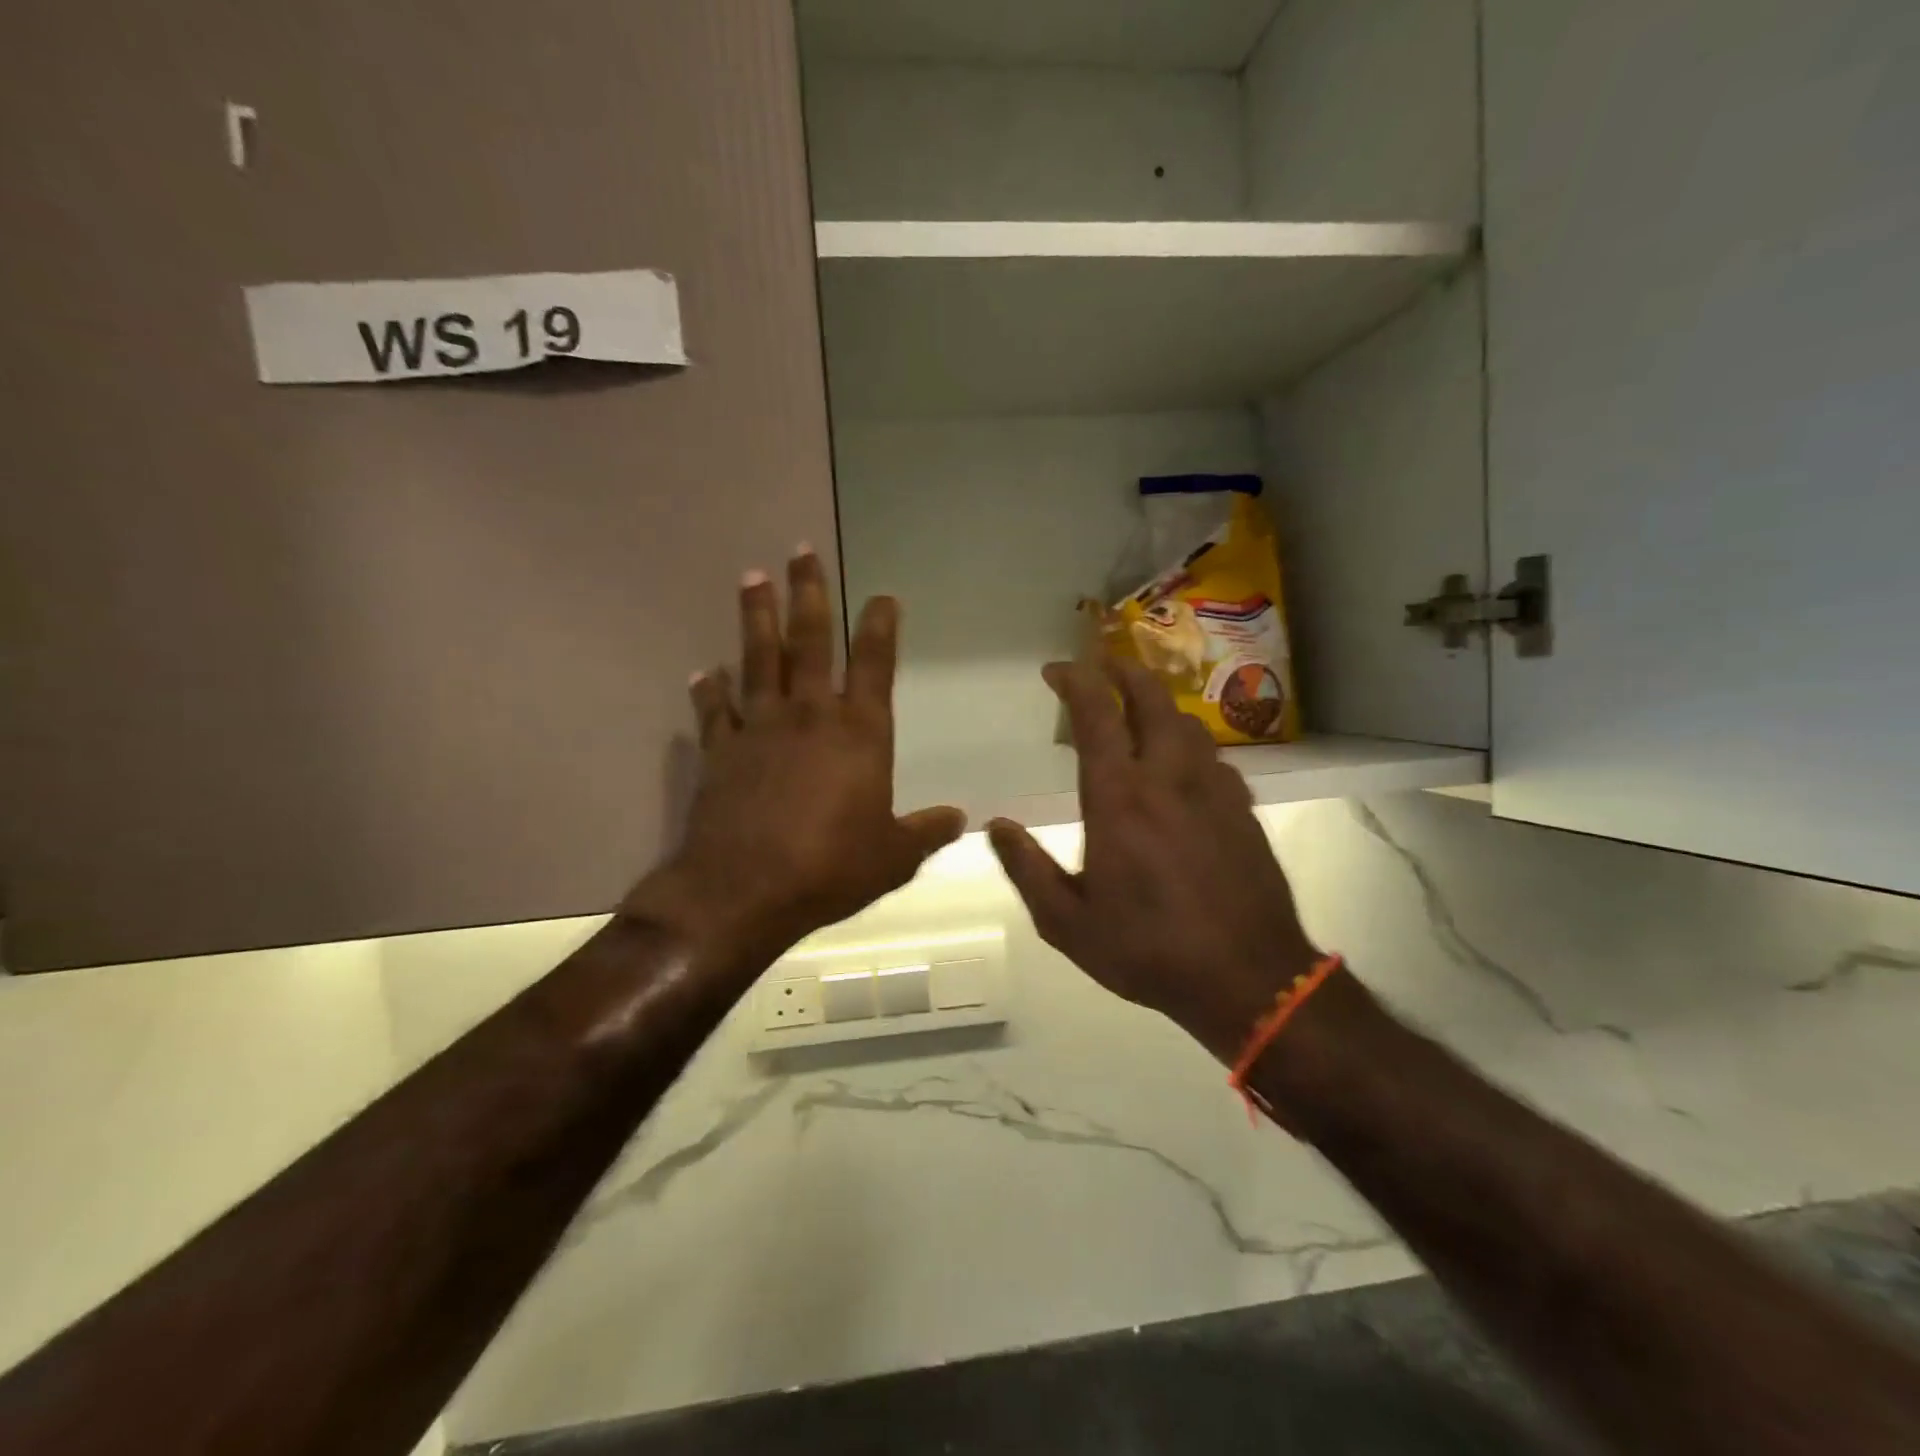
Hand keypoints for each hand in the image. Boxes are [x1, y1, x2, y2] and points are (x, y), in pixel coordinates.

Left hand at [625, 549, 964, 975]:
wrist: (744, 890)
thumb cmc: (830, 868)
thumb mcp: (893, 857)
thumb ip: (926, 832)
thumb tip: (960, 818)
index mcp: (859, 733)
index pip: (875, 665)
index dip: (880, 626)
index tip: (882, 596)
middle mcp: (809, 716)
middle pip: (810, 642)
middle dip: (809, 593)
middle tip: (800, 550)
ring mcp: (760, 728)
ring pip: (758, 659)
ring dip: (756, 616)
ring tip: (752, 577)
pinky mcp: (720, 751)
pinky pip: (715, 710)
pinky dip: (708, 689)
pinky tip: (704, 672)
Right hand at [988, 659, 1324, 1063]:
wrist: (1250, 978)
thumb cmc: (1149, 950)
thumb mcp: (1068, 923)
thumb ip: (1027, 869)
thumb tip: (995, 827)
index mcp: (1119, 798)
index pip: (1095, 715)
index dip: (1074, 681)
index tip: (1055, 671)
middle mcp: (1168, 777)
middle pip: (1150, 698)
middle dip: (1122, 670)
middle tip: (1100, 665)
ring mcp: (1213, 788)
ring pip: (1185, 722)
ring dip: (1156, 705)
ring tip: (1136, 712)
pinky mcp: (1243, 807)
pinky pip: (1212, 756)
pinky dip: (1187, 744)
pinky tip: (1180, 768)